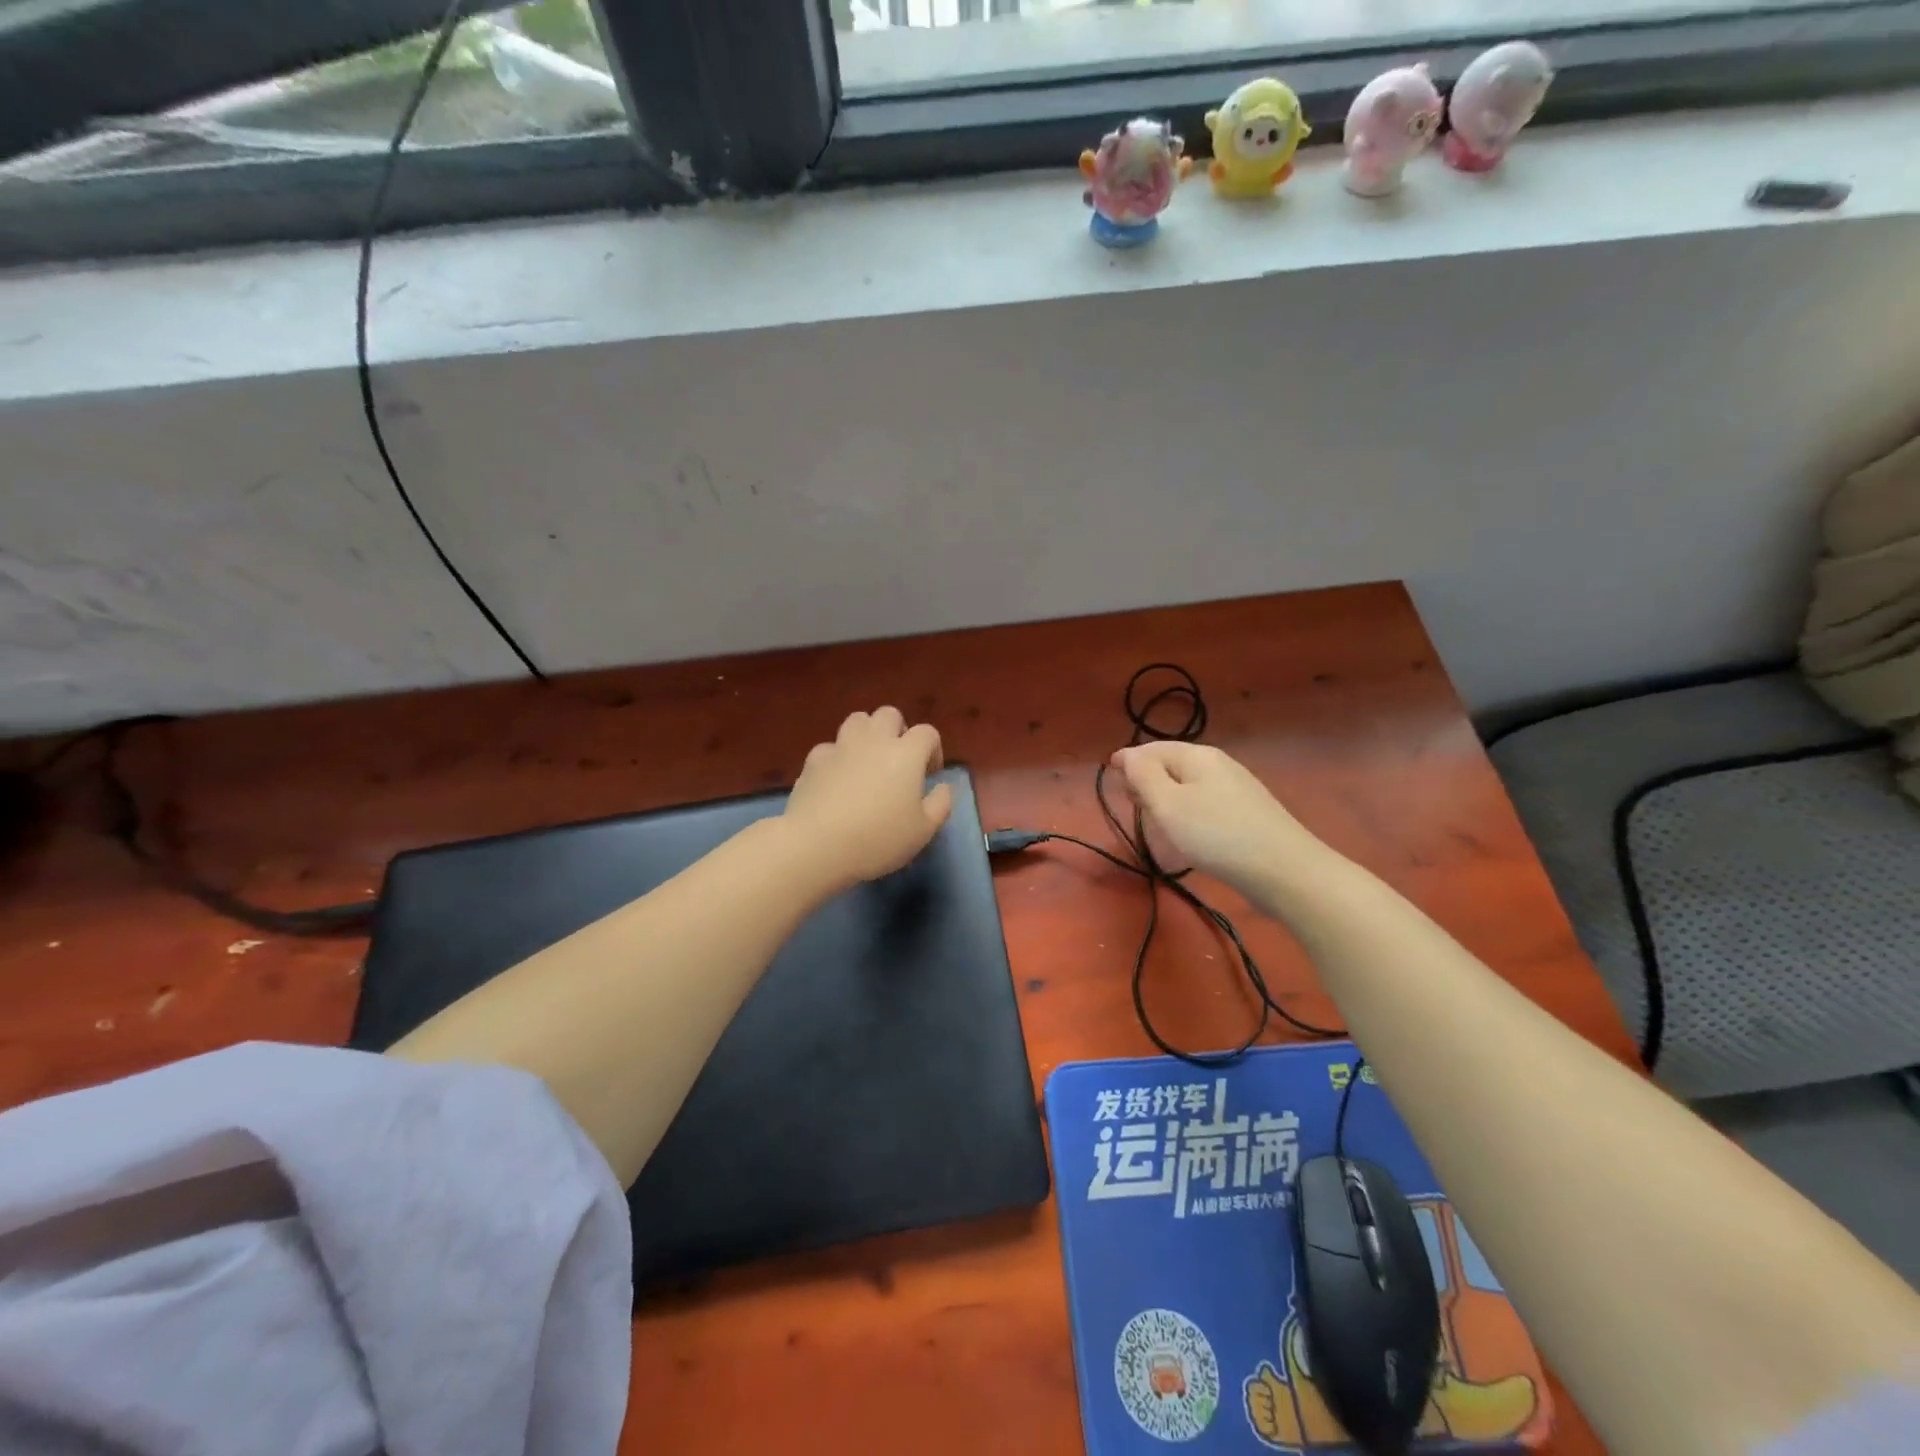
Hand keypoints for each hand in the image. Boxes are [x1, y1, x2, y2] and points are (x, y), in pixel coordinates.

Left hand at [783, 707, 952, 889]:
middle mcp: (874, 740)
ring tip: (868, 761)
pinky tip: (837, 779)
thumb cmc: (879, 839)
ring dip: (867, 734)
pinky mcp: (814, 760)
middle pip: (889, 715)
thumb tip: (943, 787)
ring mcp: (841, 746)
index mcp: (907, 753)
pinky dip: (837, 757)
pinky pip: (830, 747)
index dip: (933, 750)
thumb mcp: (924, 831)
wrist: (817, 845)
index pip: (927, 733)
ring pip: (857, 720)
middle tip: (898, 761)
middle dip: (898, 731)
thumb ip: (941, 804)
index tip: (929, 775)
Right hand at [1108, 741, 1322, 897]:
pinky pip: (1206, 804)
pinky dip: (1187, 812)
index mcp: (1198, 756)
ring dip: (1166, 797)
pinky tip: (1187, 833)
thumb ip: (1143, 776)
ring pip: (1190, 786)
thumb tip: (1127, 755)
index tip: (1109, 773)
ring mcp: (1237, 790)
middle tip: (1129, 799)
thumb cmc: (1216, 835)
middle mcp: (1219, 765)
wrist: (1285, 871)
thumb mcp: (1168, 804)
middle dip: (1147, 777)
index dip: (1128, 759)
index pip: (1153, 748)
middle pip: (1173, 764)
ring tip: (1153, 818)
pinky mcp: (1248, 815)